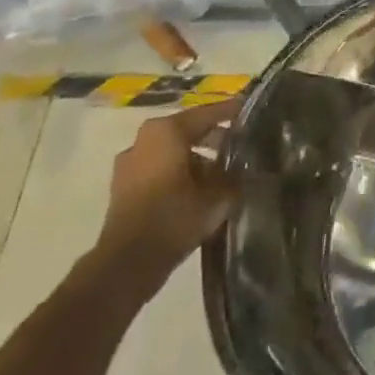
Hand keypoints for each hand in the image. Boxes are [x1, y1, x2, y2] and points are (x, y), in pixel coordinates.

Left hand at [94, 104, 236, 286]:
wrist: (127, 264)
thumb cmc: (174, 218)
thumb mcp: (218, 197)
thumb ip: (234, 177)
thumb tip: (245, 170)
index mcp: (167, 131)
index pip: (208, 114)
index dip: (232, 113)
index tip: (251, 111)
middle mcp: (144, 139)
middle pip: (188, 130)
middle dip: (214, 137)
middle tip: (240, 144)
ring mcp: (129, 163)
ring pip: (172, 151)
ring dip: (196, 157)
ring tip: (222, 172)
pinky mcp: (123, 188)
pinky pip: (159, 169)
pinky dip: (178, 173)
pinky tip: (198, 189)